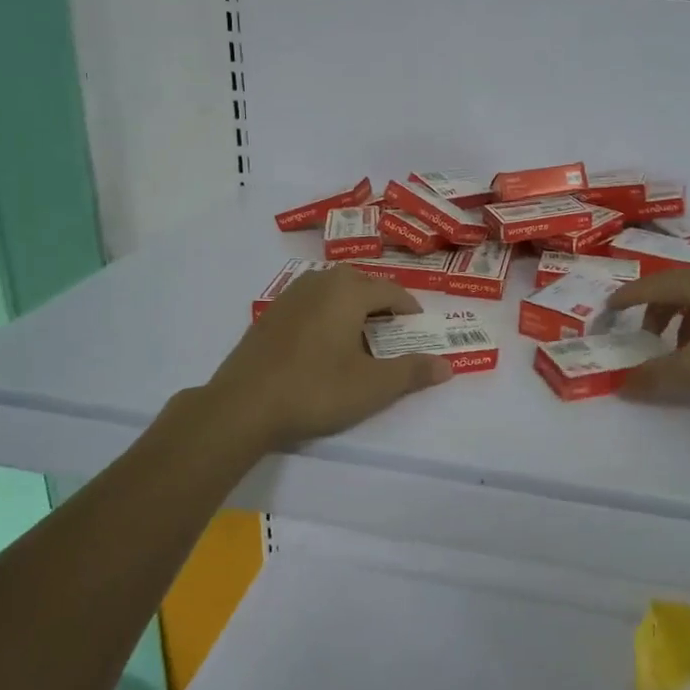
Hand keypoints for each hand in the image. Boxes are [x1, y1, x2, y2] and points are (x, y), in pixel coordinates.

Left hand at [203, 266, 451, 448]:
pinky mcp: (269, 315)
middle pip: (360, 282)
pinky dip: (325, 314)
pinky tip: (322, 344)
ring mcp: (289, 296)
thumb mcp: (372, 386)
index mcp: (348, 291)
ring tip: (359, 334)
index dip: (410, 309)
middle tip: (392, 330)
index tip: (419, 327)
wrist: (242, 406)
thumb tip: (447, 366)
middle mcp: (319, 282)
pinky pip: (309, 303)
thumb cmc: (316, 390)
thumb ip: (412, 372)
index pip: (391, 291)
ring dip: (350, 304)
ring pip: (331, 290)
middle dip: (380, 301)